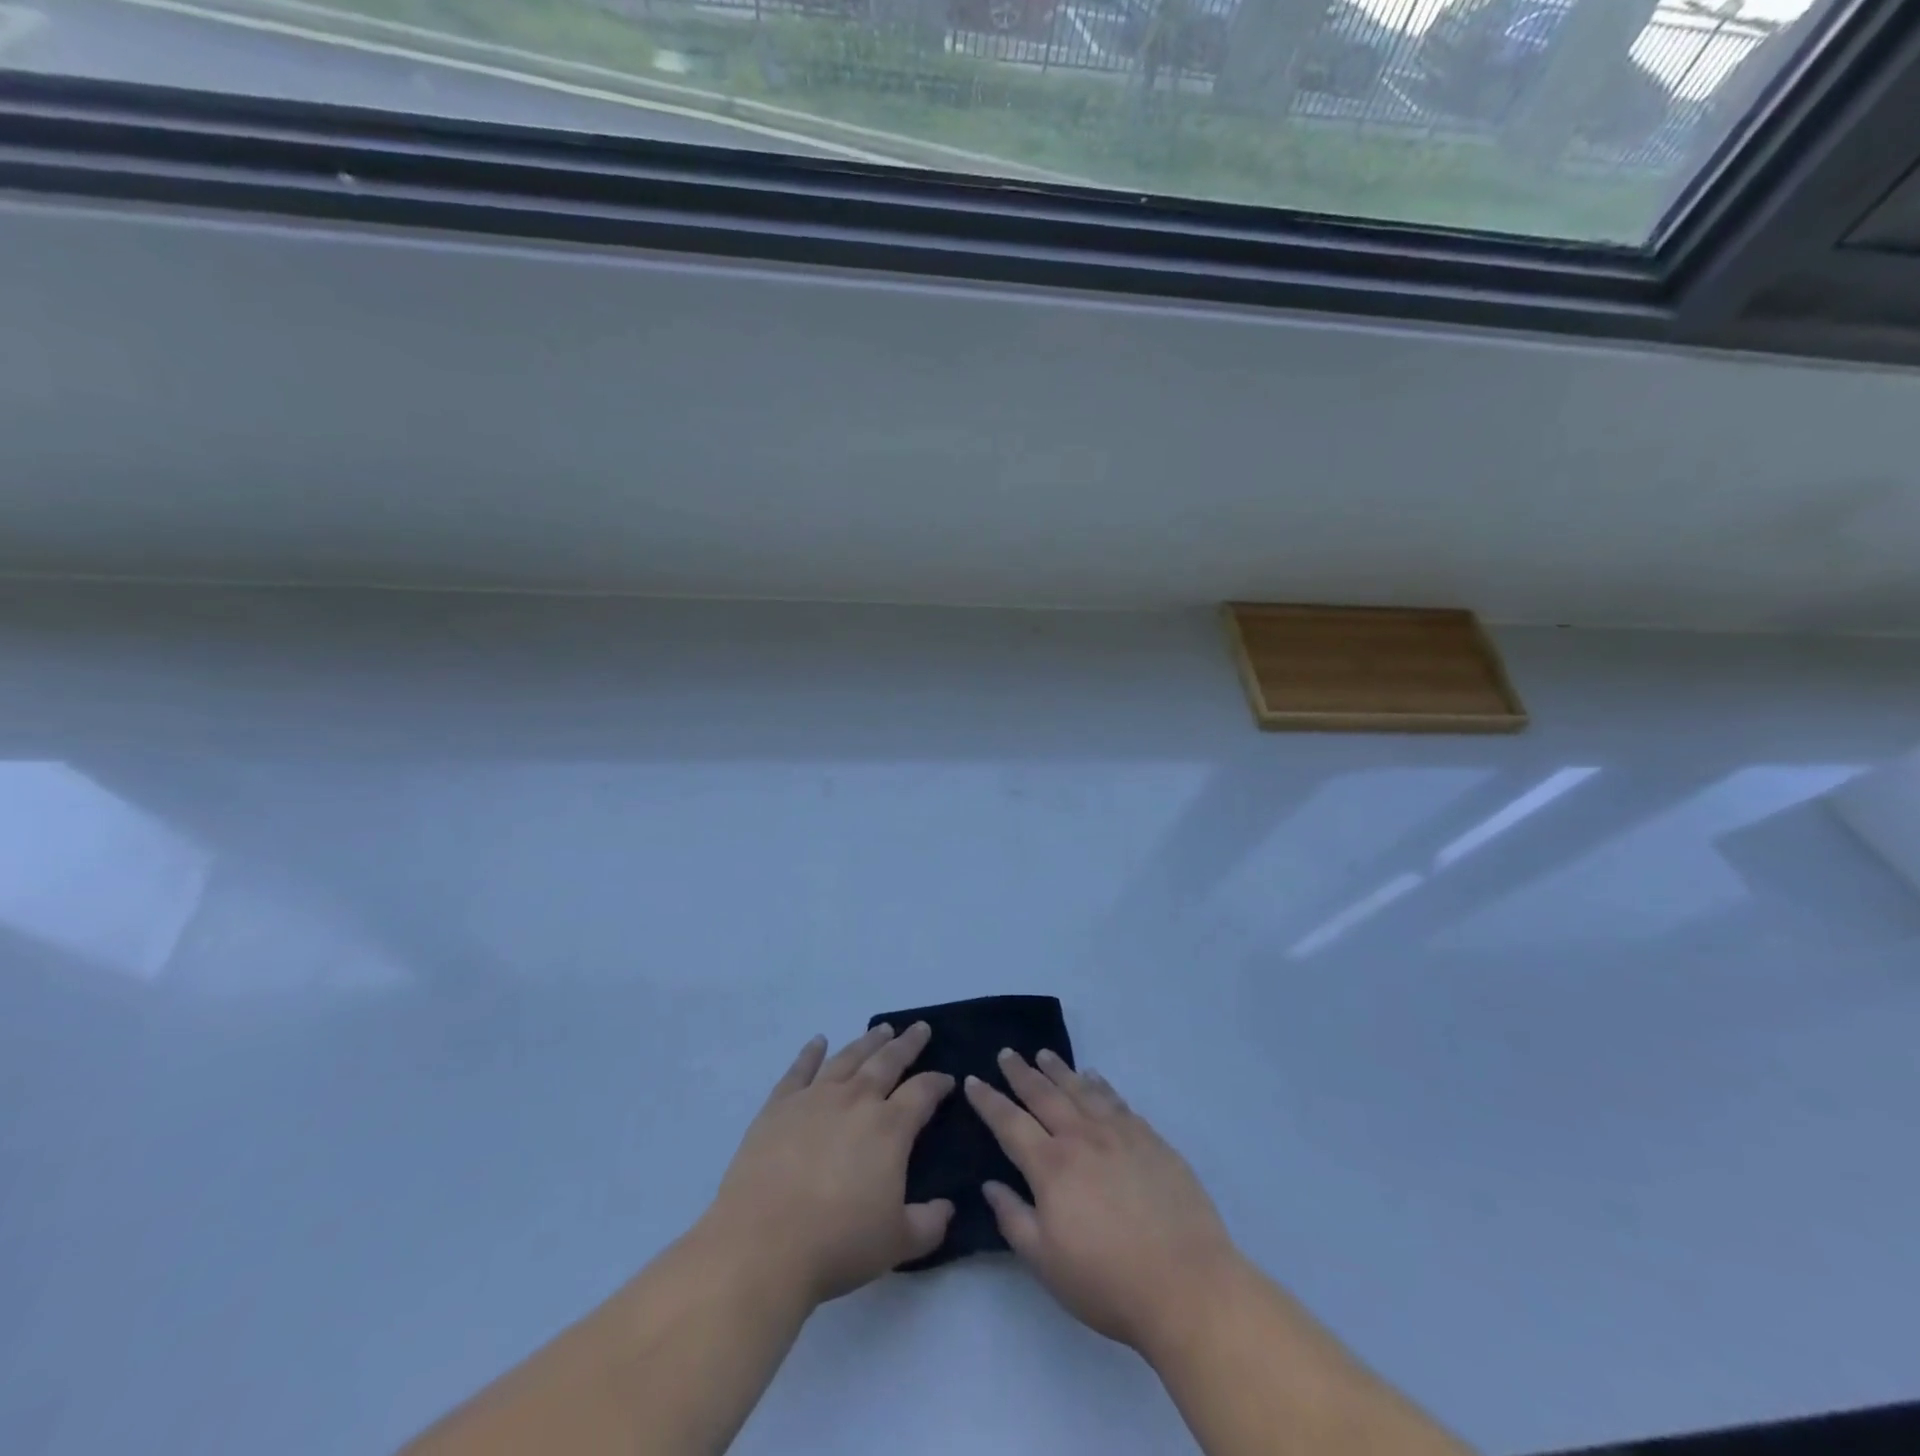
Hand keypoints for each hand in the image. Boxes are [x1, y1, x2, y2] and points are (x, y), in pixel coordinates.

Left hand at [700, 1023, 955, 1306]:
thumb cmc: (837, 1244)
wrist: (763, 1245)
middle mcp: (856, 1100)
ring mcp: (815, 1098)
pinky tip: (818, 1041)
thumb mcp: (897, 1243)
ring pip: (848, 1058)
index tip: (947, 1078)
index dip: (938, 1083)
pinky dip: (810, 1053)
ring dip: (867, 1042)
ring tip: (881, 1029)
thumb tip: (948, 1208)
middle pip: (887, 1062)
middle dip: (907, 1044)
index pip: (922, 1093)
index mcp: (890, 1128)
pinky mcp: (779, 1106)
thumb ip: (929, 1224)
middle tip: (919, 1028)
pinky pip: (799, 1070)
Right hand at [966, 1050, 1240, 1353]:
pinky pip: (1116, 1100)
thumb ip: (1013, 1219)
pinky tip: (1094, 1077)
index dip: (988, 1100)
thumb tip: (990, 1184)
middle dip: (1021, 1073)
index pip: (1010, 1123)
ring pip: (1080, 1090)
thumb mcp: (1046, 1263)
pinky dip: (1100, 1084)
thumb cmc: (1108, 1281)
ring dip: (1059, 1070)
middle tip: (1006, 1053)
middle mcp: (1081, 1137)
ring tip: (1044, 1054)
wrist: (1187, 1284)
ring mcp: (1119, 1134)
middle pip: (1044, 1095)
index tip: (972, 1079)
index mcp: (1051, 1166)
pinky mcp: (1150, 1139)